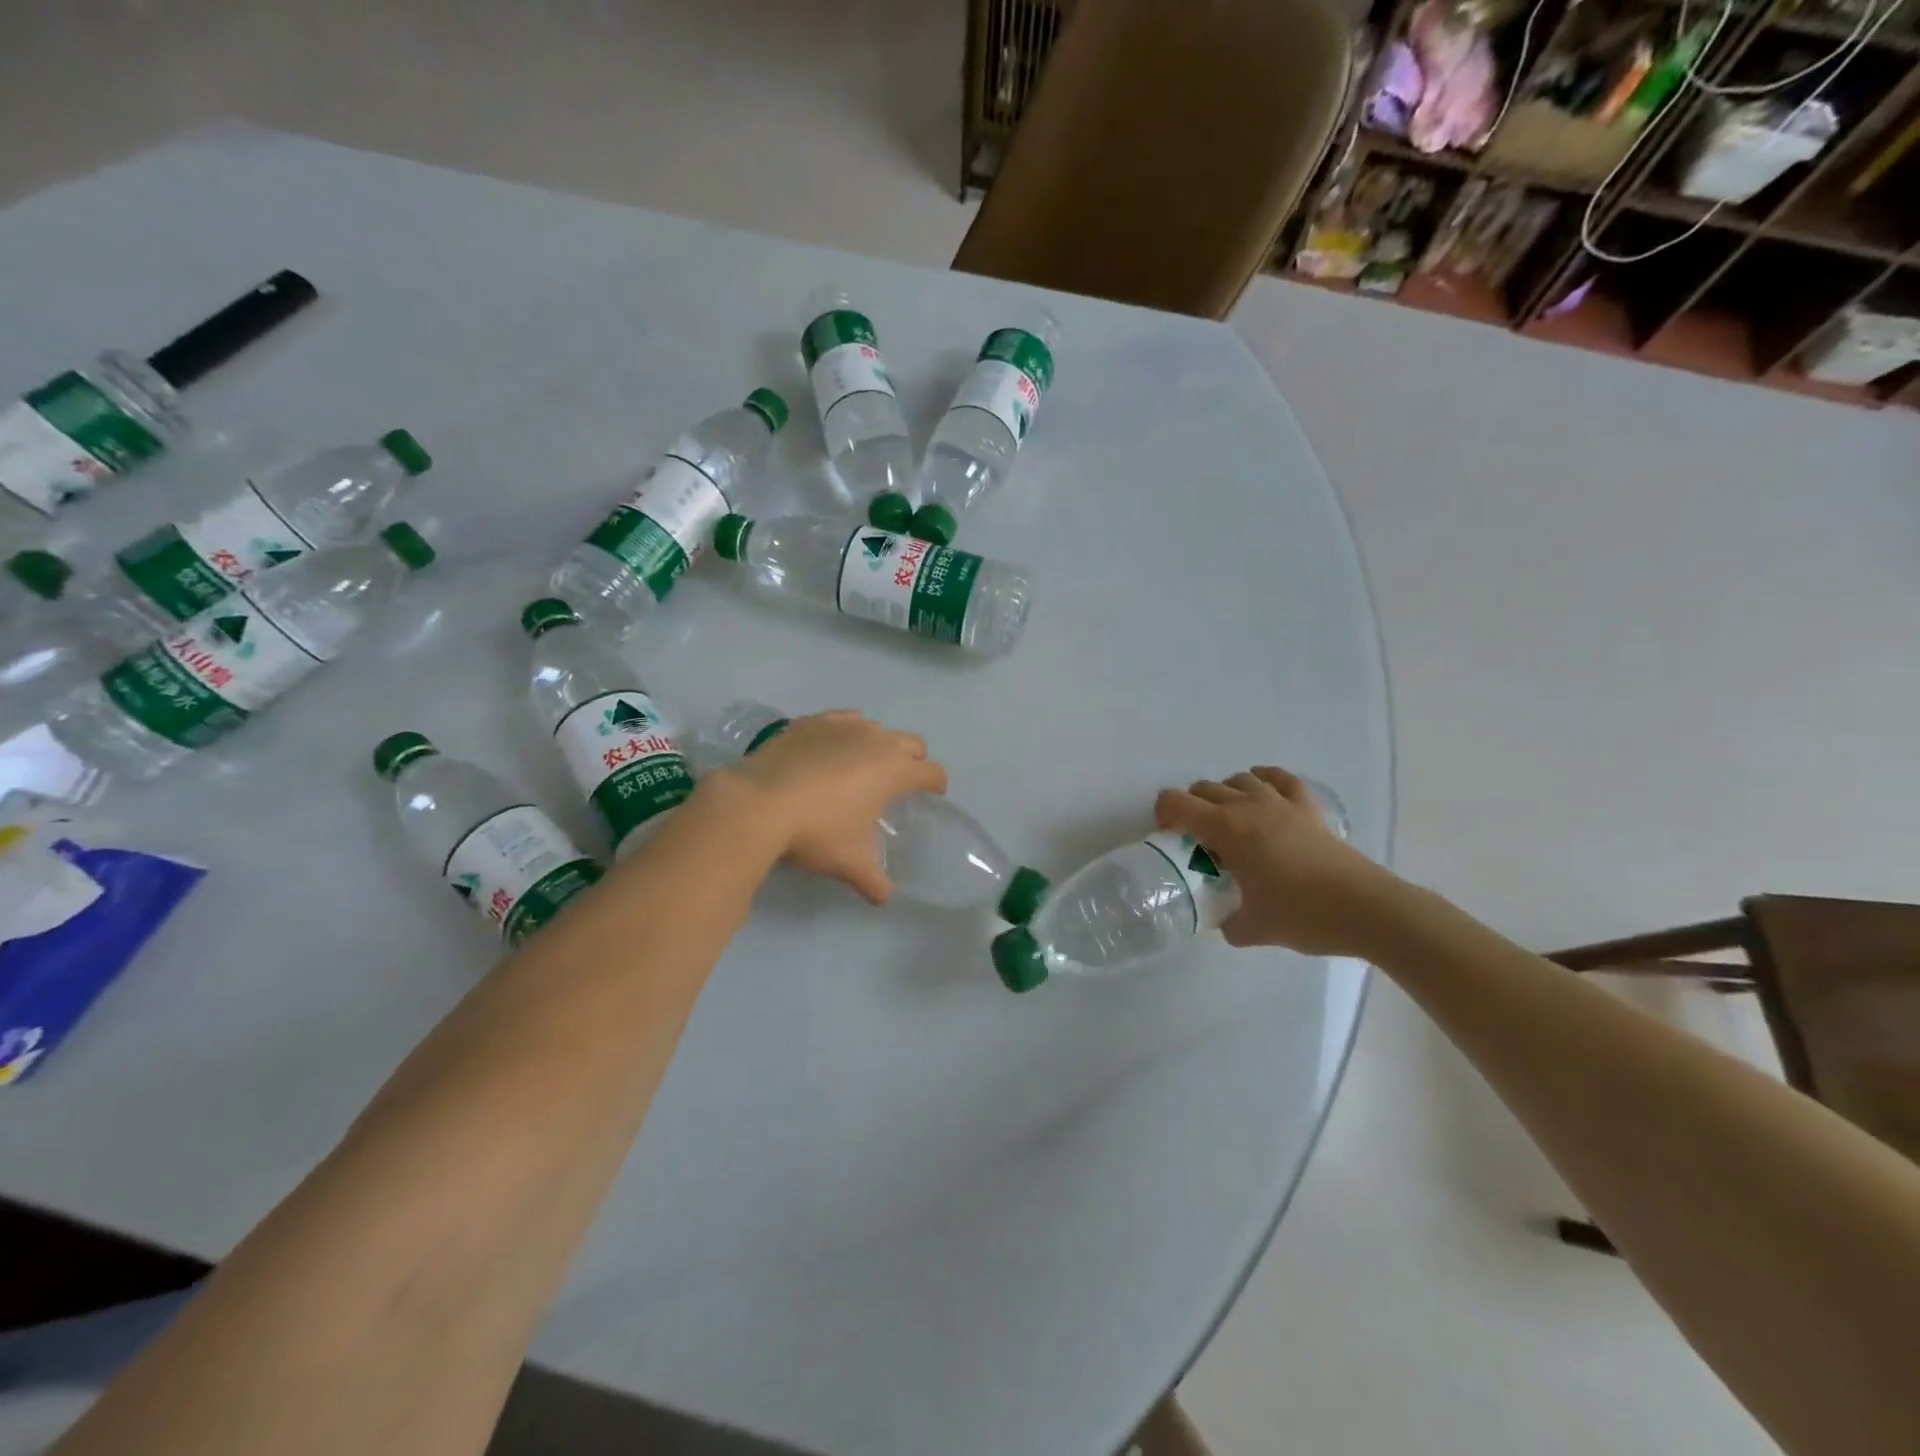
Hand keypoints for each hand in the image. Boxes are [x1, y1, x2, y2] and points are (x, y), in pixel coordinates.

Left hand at [713, 710, 945, 903]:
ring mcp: (842, 725)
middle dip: (913, 760)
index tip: (933, 794)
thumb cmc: (816, 831)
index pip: (932, 772)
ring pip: (876, 727)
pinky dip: (846, 731)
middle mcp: (876, 740)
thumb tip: (885, 898)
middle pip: (911, 743)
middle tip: (901, 782)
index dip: (937, 784)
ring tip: (864, 766)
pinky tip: (834, 746)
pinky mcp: (812, 722)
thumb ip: (874, 880)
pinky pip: (842, 719)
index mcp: (895, 771)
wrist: (759, 802)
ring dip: (879, 744)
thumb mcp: (849, 862)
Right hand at [1154, 767, 1400, 956]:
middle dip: (1191, 807)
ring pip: (1239, 779)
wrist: (1365, 909)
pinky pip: (1280, 778)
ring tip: (1229, 819)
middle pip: (1205, 789)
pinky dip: (1264, 778)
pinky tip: (1262, 787)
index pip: (1177, 804)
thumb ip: (1226, 920)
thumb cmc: (1301, 915)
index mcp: (1226, 829)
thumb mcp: (1250, 928)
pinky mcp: (1308, 808)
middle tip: (1196, 838)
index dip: (1163, 814)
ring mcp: (1280, 802)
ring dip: (1224, 793)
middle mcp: (1248, 806)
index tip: (1167, 836)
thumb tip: (1222, 918)